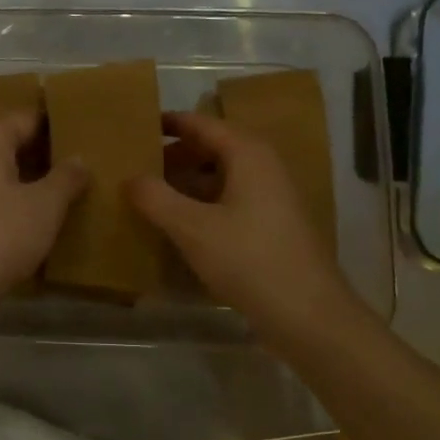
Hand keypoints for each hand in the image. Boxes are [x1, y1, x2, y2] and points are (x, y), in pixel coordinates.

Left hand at [0, 110, 85, 308]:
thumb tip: (79, 158)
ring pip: (1, 175)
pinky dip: (14, 206)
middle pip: (11, 145)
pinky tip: (39, 223)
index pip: (27, 117)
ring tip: (69, 193)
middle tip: (84, 163)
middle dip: (45, 153)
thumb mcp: (44, 206)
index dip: (56, 123)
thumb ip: (65, 178)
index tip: (86, 131)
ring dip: (30, 182)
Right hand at [128, 111, 357, 342]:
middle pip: (212, 148)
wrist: (309, 316)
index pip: (201, 124)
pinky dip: (202, 204)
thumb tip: (129, 178)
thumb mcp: (192, 228)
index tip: (137, 126)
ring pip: (221, 177)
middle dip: (175, 154)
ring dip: (187, 182)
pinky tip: (179, 225)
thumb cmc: (249, 260)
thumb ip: (156, 198)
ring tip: (150, 194)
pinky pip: (230, 201)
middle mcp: (263, 167)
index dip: (169, 123)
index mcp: (247, 154)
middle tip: (136, 164)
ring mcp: (271, 198)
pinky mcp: (272, 226)